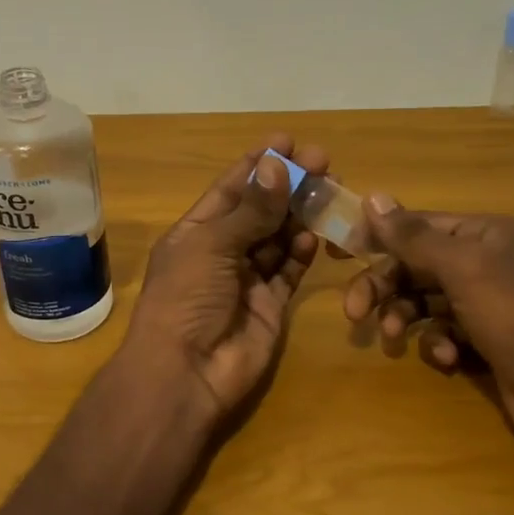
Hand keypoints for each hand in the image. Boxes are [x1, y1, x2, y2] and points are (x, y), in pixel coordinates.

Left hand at [123, 134, 329, 427]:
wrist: (186, 373)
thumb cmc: (186, 298)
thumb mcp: (212, 245)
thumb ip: (250, 210)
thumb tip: (277, 165)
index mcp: (196, 231)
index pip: (231, 188)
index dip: (258, 164)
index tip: (288, 141)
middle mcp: (222, 251)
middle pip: (261, 210)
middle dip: (289, 186)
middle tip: (322, 162)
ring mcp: (247, 279)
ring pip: (280, 237)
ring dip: (300, 215)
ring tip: (327, 192)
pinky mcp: (271, 305)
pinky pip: (290, 271)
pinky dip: (302, 253)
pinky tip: (314, 236)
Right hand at [343, 199, 513, 449]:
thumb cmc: (513, 316)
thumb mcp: (460, 268)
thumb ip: (412, 236)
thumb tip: (373, 197)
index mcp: (484, 234)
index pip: (418, 225)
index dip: (378, 236)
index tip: (339, 251)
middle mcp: (485, 261)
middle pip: (416, 265)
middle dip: (385, 287)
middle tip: (354, 312)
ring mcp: (485, 302)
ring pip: (424, 300)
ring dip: (405, 317)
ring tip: (394, 338)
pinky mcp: (484, 338)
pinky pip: (443, 331)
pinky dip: (437, 343)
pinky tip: (446, 358)